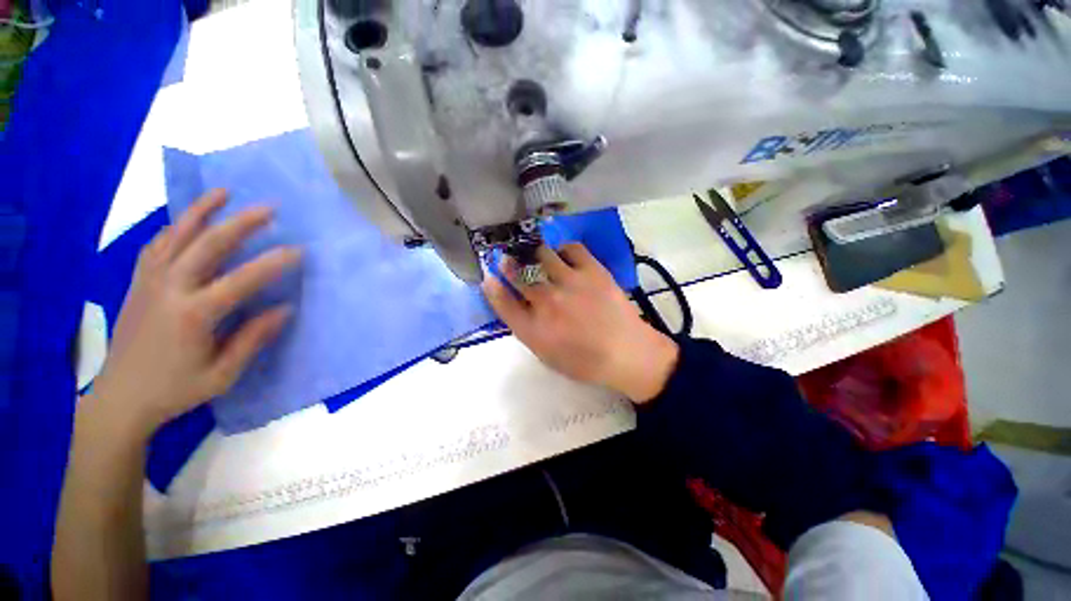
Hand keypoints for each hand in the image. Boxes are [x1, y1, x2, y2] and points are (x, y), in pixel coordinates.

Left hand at [86, 189, 301, 438]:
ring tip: (222, 193)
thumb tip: (284, 309)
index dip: (272, 264)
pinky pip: (156, 246)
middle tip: (268, 208)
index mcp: (193, 315)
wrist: (120, 397)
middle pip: (206, 246)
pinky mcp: (138, 283)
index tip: (298, 250)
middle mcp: (169, 290)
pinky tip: (187, 221)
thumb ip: (252, 339)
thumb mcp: (222, 374)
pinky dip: (173, 228)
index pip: (240, 281)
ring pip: (176, 237)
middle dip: (239, 223)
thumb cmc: (175, 389)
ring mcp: (149, 283)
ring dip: (201, 212)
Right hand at [483, 244, 677, 403]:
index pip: (502, 301)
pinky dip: (563, 249)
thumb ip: (527, 329)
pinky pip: (571, 248)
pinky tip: (564, 256)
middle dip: (507, 263)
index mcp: (533, 328)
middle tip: (506, 257)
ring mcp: (570, 282)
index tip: (489, 277)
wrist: (627, 353)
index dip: (492, 287)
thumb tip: (514, 303)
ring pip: (541, 255)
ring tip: (536, 256)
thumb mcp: (547, 355)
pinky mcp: (592, 270)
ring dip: (534, 254)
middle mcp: (547, 302)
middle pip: (517, 273)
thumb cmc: (585, 361)